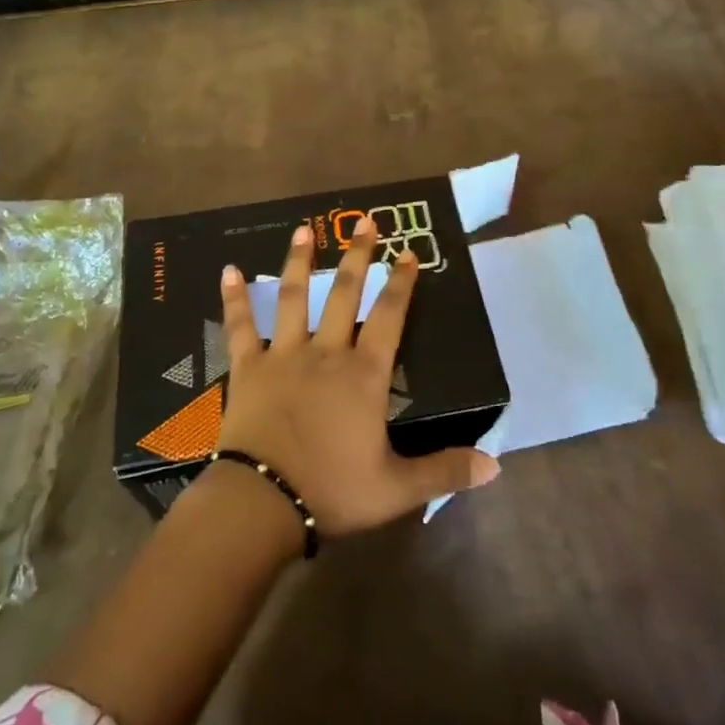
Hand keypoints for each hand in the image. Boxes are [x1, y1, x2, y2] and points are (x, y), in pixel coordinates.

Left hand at [216, 218, 499, 539]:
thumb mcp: (396, 489)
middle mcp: (326, 352)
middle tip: (366, 221)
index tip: (408, 253)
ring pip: (294, 297)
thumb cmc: (331, 491)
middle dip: (357, 255)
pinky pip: (240, 326)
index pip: (389, 317)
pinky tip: (229, 270)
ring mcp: (283, 355)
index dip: (401, 283)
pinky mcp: (248, 367)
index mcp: (363, 375)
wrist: (261, 504)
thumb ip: (444, 471)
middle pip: (344, 294)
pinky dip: (234, 298)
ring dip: (299, 260)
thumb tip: (495, 465)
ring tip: (305, 229)